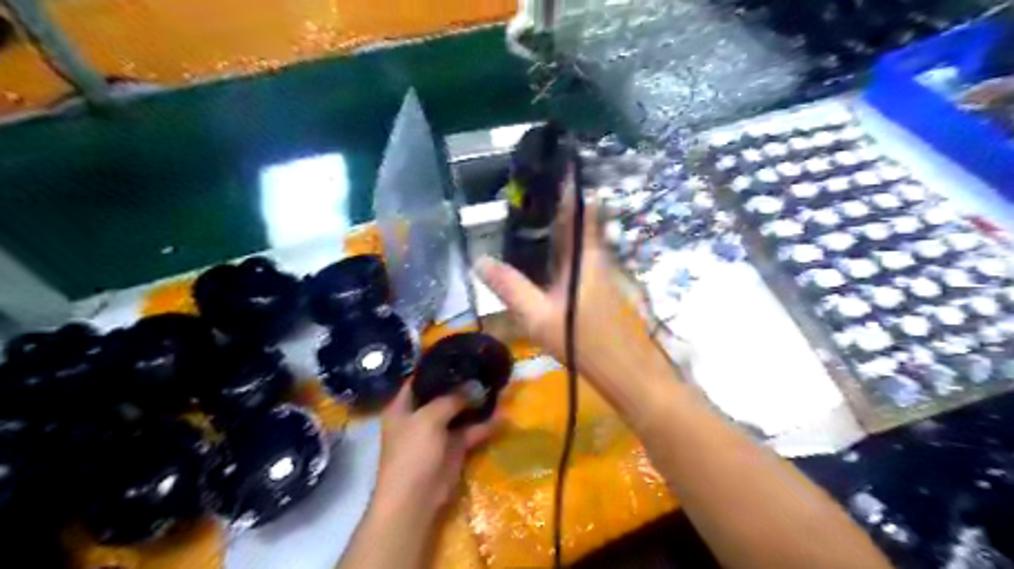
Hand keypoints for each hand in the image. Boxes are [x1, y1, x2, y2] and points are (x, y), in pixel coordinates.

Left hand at [372, 379, 498, 517]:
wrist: (414, 499)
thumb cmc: (412, 452)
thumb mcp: (428, 419)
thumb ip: (451, 399)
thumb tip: (474, 385)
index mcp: (403, 406)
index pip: (419, 378)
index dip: (437, 366)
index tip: (459, 354)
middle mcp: (419, 416)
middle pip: (442, 394)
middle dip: (462, 384)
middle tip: (484, 368)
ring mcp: (437, 432)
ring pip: (459, 412)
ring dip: (476, 403)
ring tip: (496, 386)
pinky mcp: (453, 448)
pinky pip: (470, 431)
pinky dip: (485, 425)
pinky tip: (503, 415)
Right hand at [479, 196, 670, 390]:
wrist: (629, 374)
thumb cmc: (585, 344)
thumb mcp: (538, 317)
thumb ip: (510, 288)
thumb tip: (479, 260)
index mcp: (584, 257)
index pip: (579, 211)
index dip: (570, 187)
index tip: (557, 165)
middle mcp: (598, 258)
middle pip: (581, 222)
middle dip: (561, 203)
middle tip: (532, 192)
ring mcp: (604, 274)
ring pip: (583, 240)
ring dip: (565, 225)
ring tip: (534, 217)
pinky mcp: (605, 289)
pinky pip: (583, 258)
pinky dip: (567, 248)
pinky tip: (549, 257)